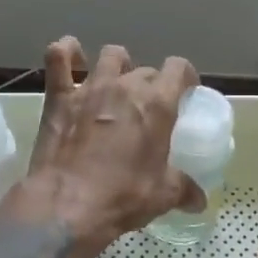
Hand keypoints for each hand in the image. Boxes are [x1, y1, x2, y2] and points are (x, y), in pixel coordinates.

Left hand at [22, 39, 202, 249]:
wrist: (66, 205)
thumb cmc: (122, 197)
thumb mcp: (162, 196)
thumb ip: (184, 189)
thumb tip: (199, 200)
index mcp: (157, 104)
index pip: (178, 68)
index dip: (184, 76)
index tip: (185, 91)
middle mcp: (125, 86)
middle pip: (145, 70)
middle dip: (151, 83)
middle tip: (147, 107)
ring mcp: (90, 87)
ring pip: (110, 55)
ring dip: (117, 64)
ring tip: (115, 83)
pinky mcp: (59, 96)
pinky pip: (58, 57)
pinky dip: (65, 52)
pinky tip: (69, 56)